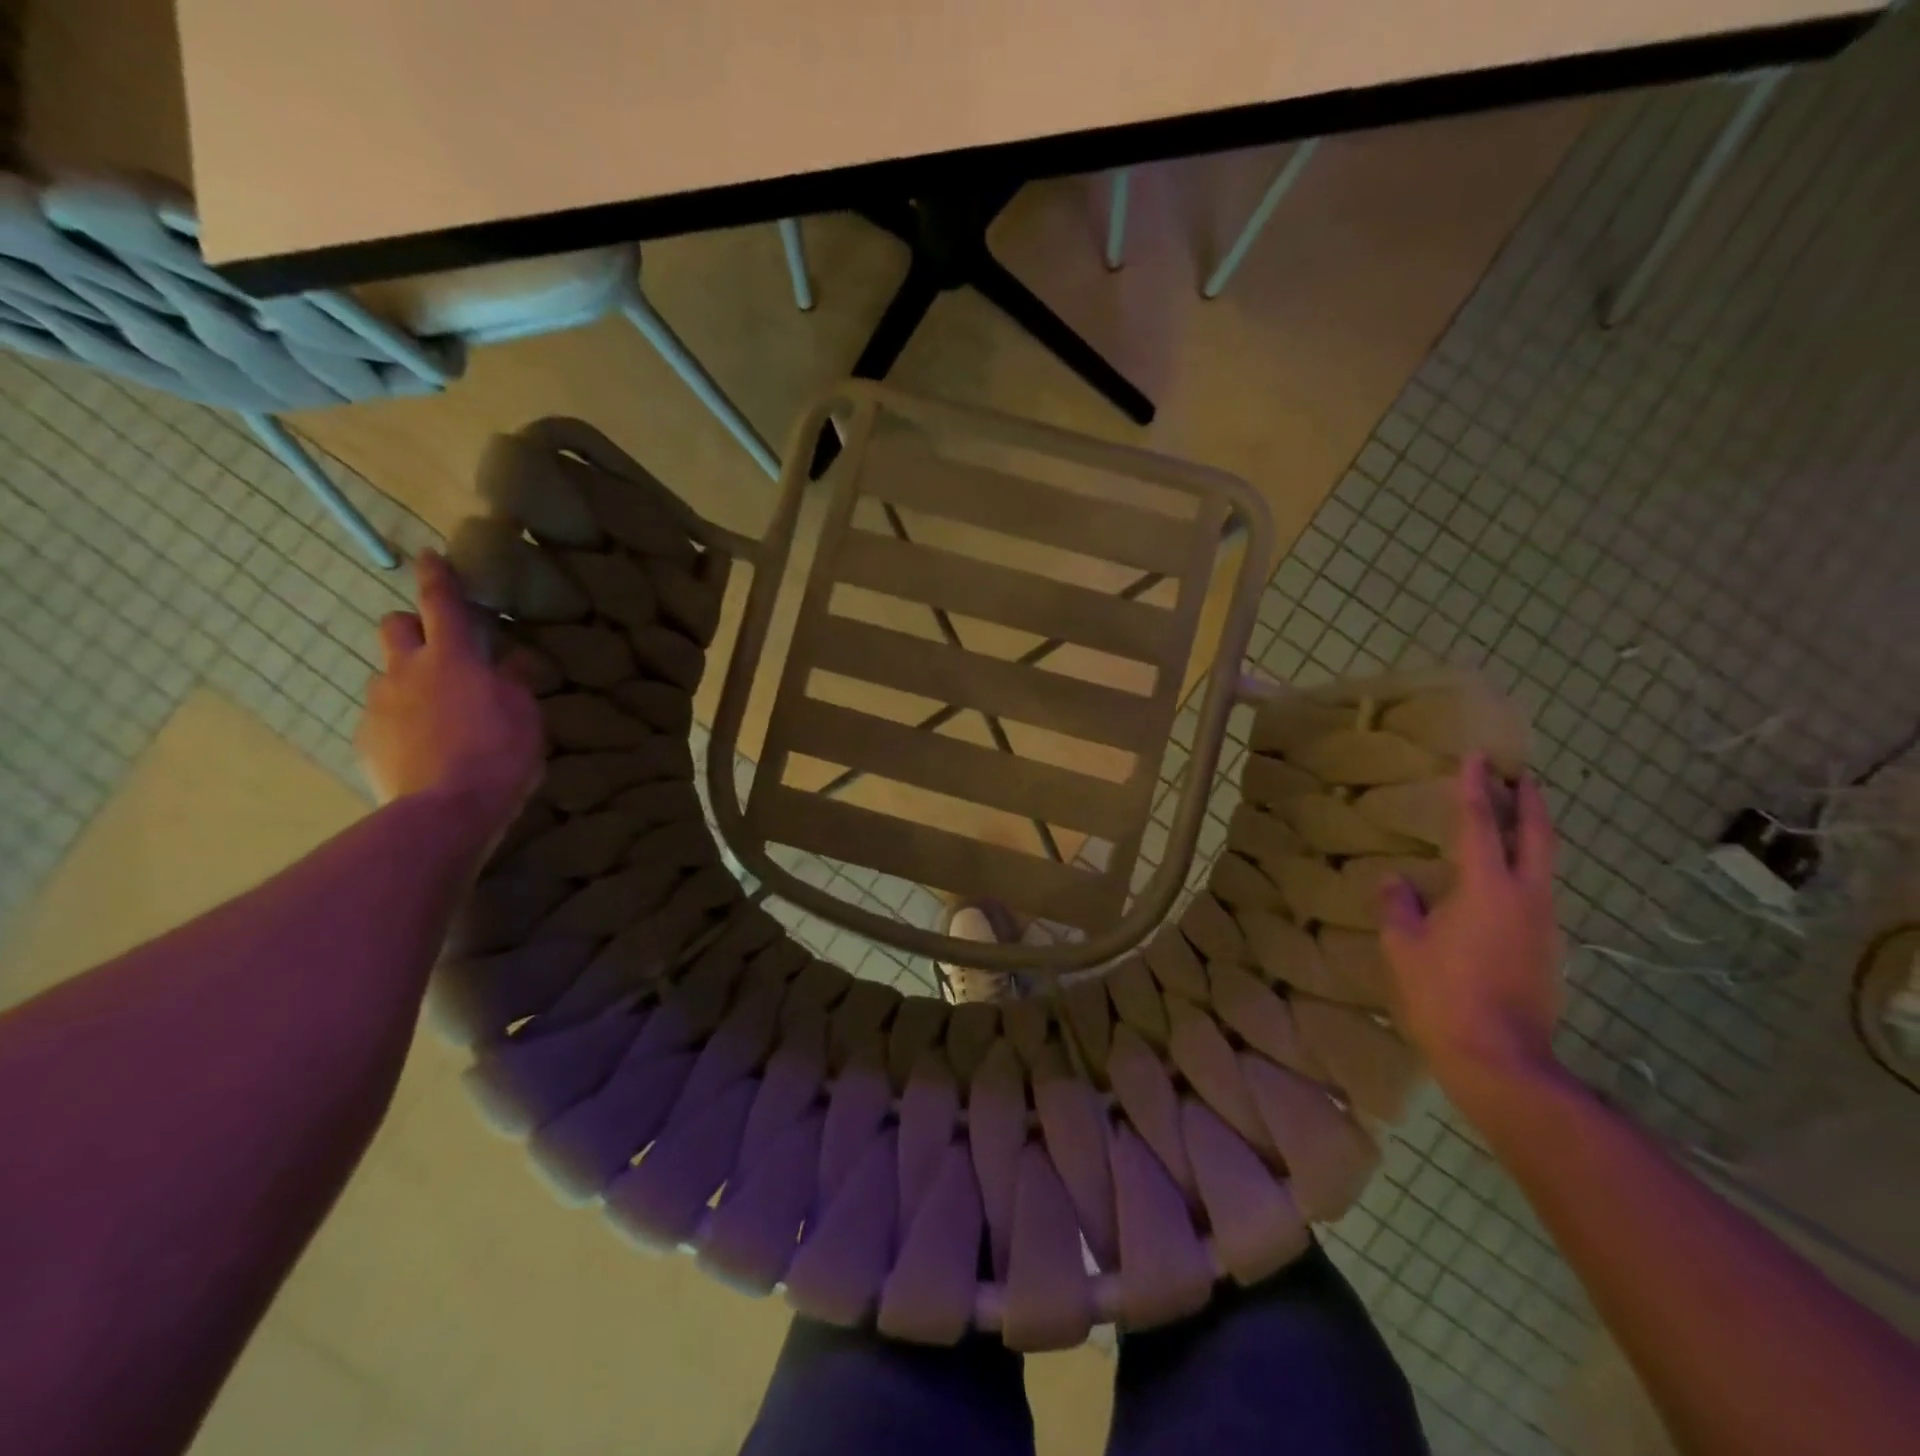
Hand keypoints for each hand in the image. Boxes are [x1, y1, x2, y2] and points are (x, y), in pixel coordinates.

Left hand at [354, 551, 543, 844]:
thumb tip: (513, 659)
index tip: (429, 556)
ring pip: (387, 674)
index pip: (441, 604)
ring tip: (437, 713)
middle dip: (412, 627)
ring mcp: (379, 705)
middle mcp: (407, 671)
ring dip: (408, 681)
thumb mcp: (525, 715)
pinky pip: (382, 716)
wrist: (445, 811)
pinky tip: (424, 747)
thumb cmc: (499, 755)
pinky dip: (401, 721)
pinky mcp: (365, 739)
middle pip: (395, 627)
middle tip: (439, 649)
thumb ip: (515, 681)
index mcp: (452, 659)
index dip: (437, 577)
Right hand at [1379, 754, 1565, 1108]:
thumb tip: (1396, 881)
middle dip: (1530, 804)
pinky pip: (1537, 895)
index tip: (1479, 757)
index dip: (1476, 788)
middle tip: (1523, 777)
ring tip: (1514, 822)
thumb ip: (1399, 906)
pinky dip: (1525, 872)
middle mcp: (1527, 898)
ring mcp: (1544, 925)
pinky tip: (1503, 884)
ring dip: (1532, 837)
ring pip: (1545, 867)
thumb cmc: (1442, 995)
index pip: (1480, 825)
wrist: (1501, 1059)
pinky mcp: (1548, 951)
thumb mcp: (1403, 947)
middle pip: (1536, 838)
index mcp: (1487, 888)